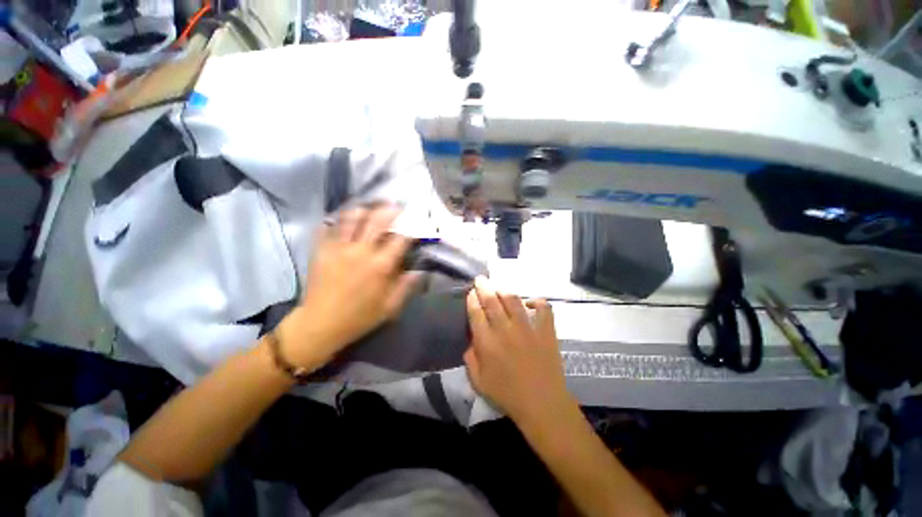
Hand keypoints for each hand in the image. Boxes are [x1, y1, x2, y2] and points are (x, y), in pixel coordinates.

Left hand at [279, 205, 417, 368]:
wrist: (320, 324)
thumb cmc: (359, 317)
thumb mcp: (390, 307)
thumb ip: (407, 286)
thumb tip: (420, 270)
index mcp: (380, 265)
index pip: (400, 239)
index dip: (410, 230)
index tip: (415, 226)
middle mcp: (360, 251)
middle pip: (376, 220)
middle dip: (389, 210)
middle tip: (396, 206)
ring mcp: (338, 247)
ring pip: (351, 217)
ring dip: (364, 209)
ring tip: (371, 208)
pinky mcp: (321, 249)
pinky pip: (329, 226)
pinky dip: (338, 220)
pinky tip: (345, 220)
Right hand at [464, 277, 573, 424]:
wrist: (542, 404)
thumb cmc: (507, 395)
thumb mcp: (478, 382)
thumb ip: (470, 359)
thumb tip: (471, 341)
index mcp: (487, 342)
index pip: (476, 312)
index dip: (472, 299)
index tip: (471, 293)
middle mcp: (505, 329)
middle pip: (492, 301)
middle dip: (484, 287)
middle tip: (481, 279)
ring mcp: (527, 328)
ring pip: (513, 300)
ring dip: (504, 291)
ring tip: (499, 288)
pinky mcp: (545, 330)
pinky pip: (543, 308)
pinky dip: (537, 301)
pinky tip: (531, 302)